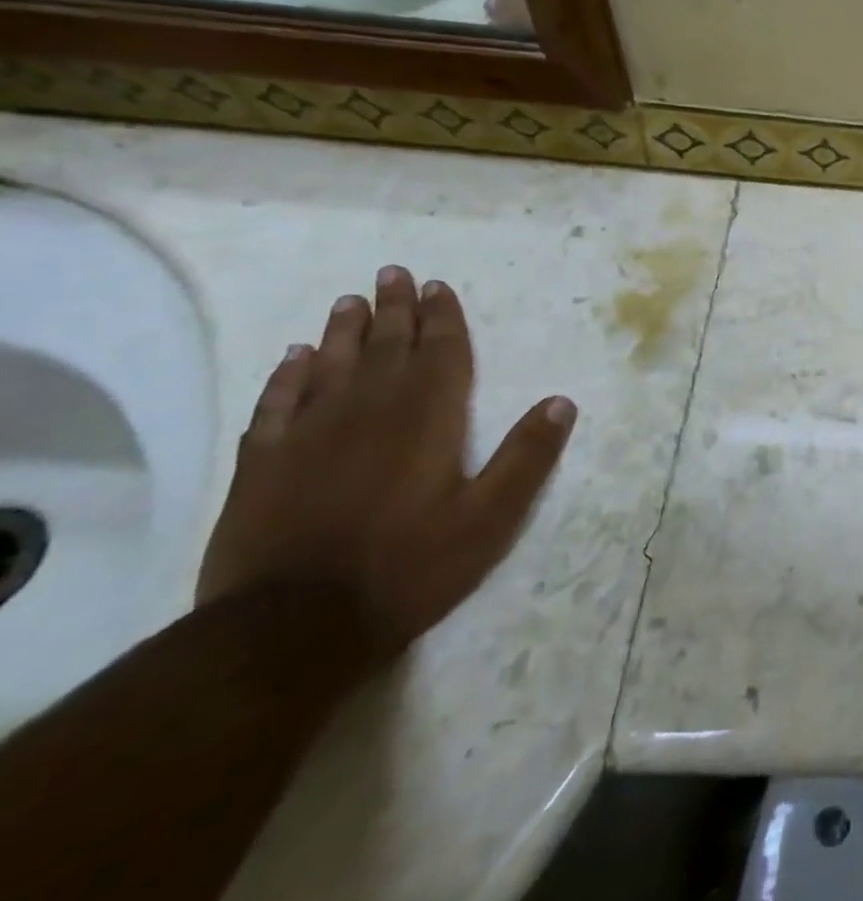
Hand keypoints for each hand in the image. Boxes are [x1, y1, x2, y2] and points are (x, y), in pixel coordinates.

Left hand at [197, 266, 576, 654]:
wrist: (291, 626)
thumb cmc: (409, 567)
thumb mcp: (491, 518)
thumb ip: (527, 456)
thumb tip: (562, 402)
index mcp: (427, 419)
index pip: (439, 353)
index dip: (442, 318)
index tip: (437, 286)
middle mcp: (368, 411)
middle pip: (385, 347)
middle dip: (393, 309)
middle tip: (393, 274)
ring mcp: (309, 434)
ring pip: (329, 365)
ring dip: (343, 331)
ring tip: (350, 302)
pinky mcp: (264, 462)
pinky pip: (277, 402)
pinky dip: (286, 375)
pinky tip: (293, 358)